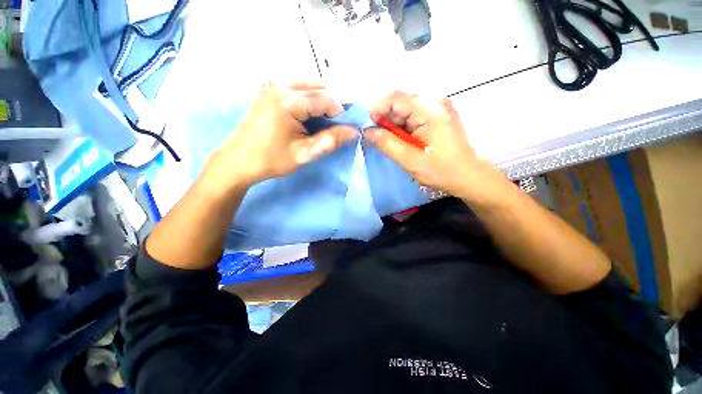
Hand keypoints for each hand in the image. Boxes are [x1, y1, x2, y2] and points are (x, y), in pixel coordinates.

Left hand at [202, 82, 357, 189]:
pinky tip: (308, 115)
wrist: (238, 160)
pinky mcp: (269, 89)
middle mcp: (280, 85)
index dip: (341, 113)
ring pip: (310, 84)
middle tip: (332, 126)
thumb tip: (354, 132)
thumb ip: (330, 140)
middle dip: (332, 105)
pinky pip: (299, 86)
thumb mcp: (304, 154)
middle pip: (319, 87)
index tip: (343, 129)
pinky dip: (310, 98)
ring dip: (321, 101)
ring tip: (321, 122)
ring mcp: (273, 84)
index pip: (326, 99)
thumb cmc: (271, 160)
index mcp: (288, 101)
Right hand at [365, 91, 507, 202]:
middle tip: (377, 138)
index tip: (368, 127)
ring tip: (391, 143)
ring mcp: (438, 108)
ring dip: (394, 125)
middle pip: (400, 102)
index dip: (377, 109)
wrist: (468, 176)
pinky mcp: (438, 116)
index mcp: (430, 111)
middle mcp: (435, 103)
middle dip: (385, 119)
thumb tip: (367, 131)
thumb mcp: (410, 160)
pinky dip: (403, 127)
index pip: (395, 97)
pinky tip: (403, 141)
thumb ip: (387, 143)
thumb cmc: (441, 171)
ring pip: (406, 110)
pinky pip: (414, 116)